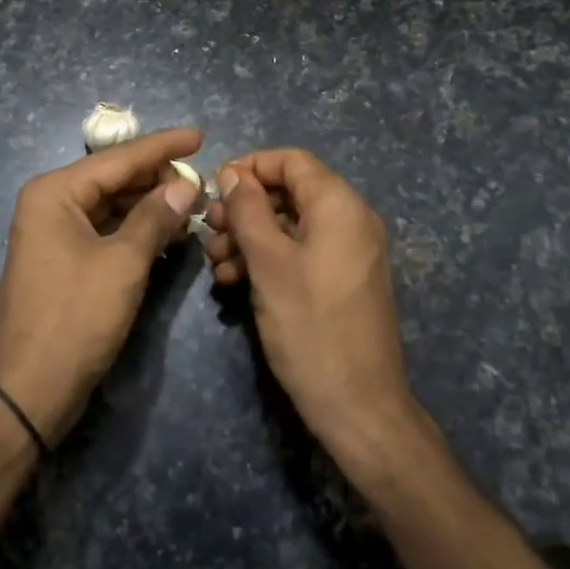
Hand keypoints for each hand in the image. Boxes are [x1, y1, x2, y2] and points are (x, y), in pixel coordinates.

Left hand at [0, 127, 201, 443]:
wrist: (30, 390)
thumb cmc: (75, 318)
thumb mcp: (123, 263)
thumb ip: (156, 217)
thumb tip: (186, 184)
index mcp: (55, 191)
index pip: (119, 158)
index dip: (162, 146)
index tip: (200, 135)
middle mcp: (51, 202)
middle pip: (114, 178)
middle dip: (158, 178)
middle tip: (204, 180)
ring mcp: (55, 231)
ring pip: (113, 204)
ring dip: (151, 204)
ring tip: (194, 202)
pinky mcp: (65, 258)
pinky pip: (107, 229)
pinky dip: (137, 228)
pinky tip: (169, 231)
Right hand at [202, 149, 423, 467]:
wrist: (359, 408)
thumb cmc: (310, 327)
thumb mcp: (269, 263)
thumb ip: (248, 210)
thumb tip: (234, 174)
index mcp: (339, 205)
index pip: (291, 160)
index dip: (250, 166)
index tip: (214, 188)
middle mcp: (350, 219)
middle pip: (289, 192)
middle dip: (245, 207)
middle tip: (209, 230)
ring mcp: (349, 251)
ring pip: (291, 224)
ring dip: (250, 236)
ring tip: (217, 262)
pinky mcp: (342, 279)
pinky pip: (301, 251)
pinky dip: (269, 258)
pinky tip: (235, 281)